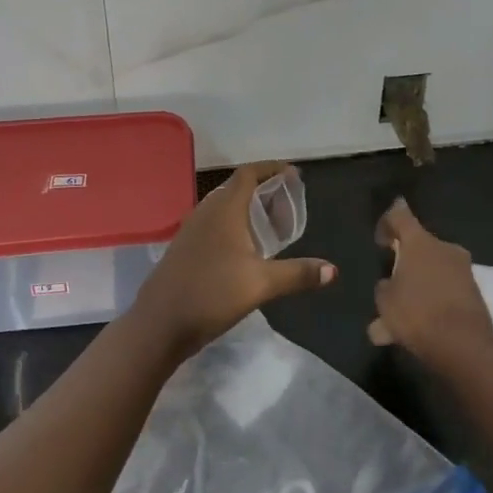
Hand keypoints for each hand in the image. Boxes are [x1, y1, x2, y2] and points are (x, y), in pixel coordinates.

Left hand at [133, 162, 334, 361]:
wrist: (159, 324)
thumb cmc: (211, 294)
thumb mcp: (261, 284)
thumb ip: (298, 274)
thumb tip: (333, 270)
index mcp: (224, 209)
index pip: (248, 174)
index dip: (270, 168)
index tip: (292, 173)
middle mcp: (206, 211)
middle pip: (236, 188)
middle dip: (262, 189)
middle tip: (287, 202)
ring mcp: (191, 230)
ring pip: (223, 207)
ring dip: (246, 208)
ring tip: (269, 225)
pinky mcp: (184, 248)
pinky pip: (213, 223)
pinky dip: (232, 224)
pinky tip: (242, 249)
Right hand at [367, 199, 492, 373]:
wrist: (464, 346)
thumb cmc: (417, 314)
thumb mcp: (385, 302)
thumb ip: (385, 287)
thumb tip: (390, 284)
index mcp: (420, 242)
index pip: (399, 214)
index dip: (387, 223)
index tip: (380, 242)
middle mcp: (444, 248)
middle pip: (419, 246)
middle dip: (405, 262)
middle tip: (391, 284)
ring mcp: (463, 270)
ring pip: (432, 272)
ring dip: (418, 287)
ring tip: (400, 318)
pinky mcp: (474, 292)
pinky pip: (445, 291)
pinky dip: (432, 303)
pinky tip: (418, 328)